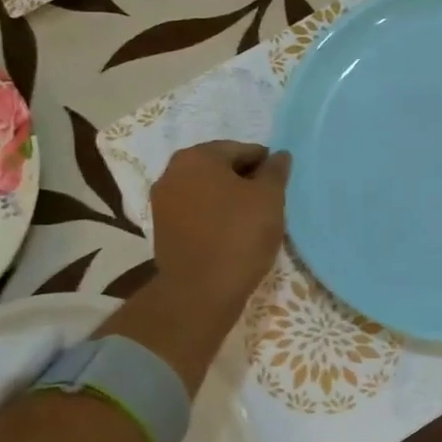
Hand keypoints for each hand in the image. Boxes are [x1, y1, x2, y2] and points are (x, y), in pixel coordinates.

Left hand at [149, 141, 289, 310]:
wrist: (200, 291)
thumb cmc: (239, 235)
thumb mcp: (269, 198)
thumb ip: (275, 171)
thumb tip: (279, 155)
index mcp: (198, 157)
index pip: (242, 150)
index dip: (265, 166)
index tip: (279, 186)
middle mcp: (173, 172)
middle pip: (220, 168)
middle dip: (244, 181)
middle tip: (268, 204)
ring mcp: (162, 201)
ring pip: (206, 191)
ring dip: (228, 199)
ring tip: (251, 221)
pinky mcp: (162, 228)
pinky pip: (195, 212)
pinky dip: (213, 216)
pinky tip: (231, 234)